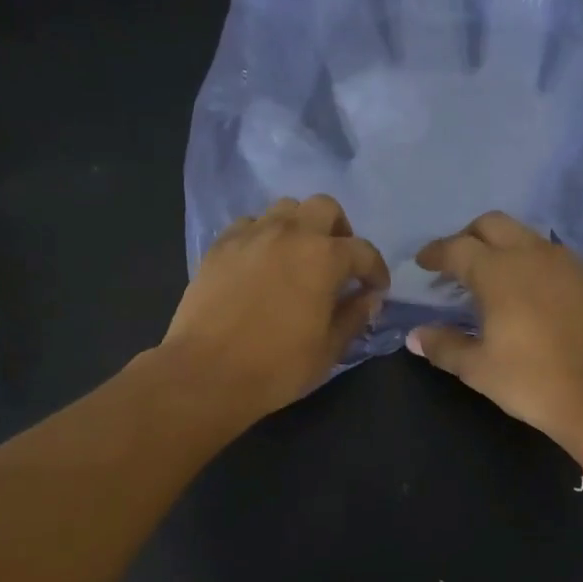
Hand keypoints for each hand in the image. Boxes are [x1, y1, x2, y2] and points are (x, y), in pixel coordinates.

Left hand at [163, 195, 389, 424]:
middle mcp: (289, 233)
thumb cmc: (277, 367)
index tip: (376, 289)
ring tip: (298, 257)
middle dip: (339, 231)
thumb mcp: (328, 350)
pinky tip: (262, 263)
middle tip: (338, 262)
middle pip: (324, 208)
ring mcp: (251, 235)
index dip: (375, 270)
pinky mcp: (220, 246)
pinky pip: (249, 225)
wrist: (206, 373)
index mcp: (324, 258)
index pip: (363, 251)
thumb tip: (368, 298)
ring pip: (284, 208)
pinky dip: (263, 236)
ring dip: (300, 227)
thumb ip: (353, 316)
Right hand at [405, 212, 582, 461]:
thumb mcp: (478, 369)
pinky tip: (532, 293)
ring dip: (504, 247)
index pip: (457, 248)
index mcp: (498, 271)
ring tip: (494, 277)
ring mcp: (568, 263)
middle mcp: (533, 254)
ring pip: (527, 237)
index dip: (435, 253)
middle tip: (456, 262)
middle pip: (493, 224)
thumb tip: (415, 336)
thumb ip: (444, 346)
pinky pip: (555, 257)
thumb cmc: (532, 381)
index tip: (423, 263)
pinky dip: (533, 263)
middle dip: (468, 236)